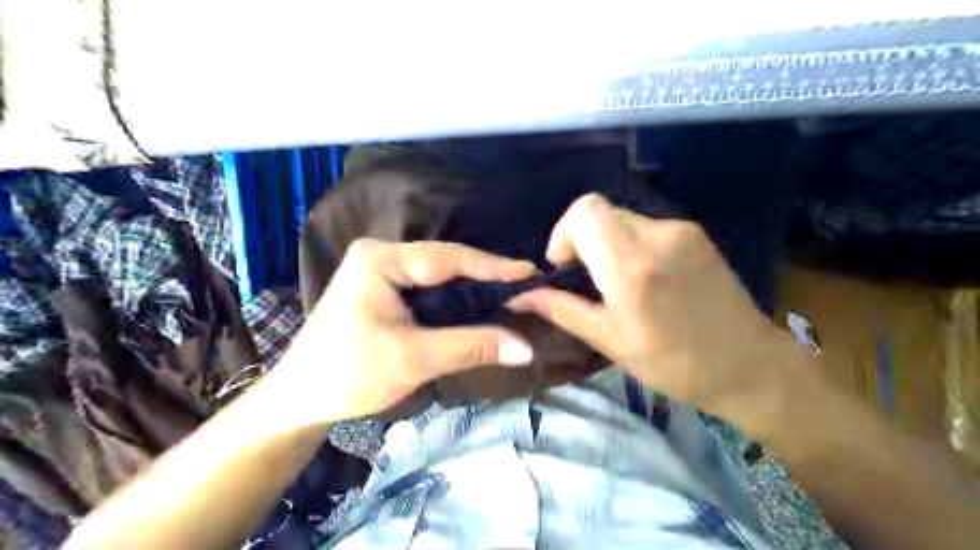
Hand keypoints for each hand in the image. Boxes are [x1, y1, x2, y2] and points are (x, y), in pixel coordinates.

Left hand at [271, 238, 538, 422]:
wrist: (301, 398)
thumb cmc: (349, 374)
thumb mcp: (413, 359)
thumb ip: (470, 347)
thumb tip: (525, 348)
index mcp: (380, 260)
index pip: (447, 258)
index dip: (492, 266)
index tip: (530, 272)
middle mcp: (382, 255)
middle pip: (445, 262)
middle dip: (486, 276)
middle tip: (527, 286)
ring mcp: (382, 271)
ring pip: (440, 275)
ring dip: (474, 287)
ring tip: (513, 293)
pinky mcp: (385, 289)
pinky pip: (430, 288)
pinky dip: (457, 299)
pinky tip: (480, 305)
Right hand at [509, 193, 807, 428]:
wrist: (750, 367)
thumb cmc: (675, 364)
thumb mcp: (610, 341)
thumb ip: (563, 310)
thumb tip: (521, 297)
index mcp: (632, 266)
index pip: (584, 211)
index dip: (563, 233)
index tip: (565, 268)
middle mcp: (657, 236)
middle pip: (600, 211)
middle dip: (582, 240)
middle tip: (588, 280)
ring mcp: (681, 231)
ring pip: (622, 219)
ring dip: (607, 245)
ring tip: (618, 284)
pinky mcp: (695, 235)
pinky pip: (647, 228)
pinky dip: (631, 246)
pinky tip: (645, 280)